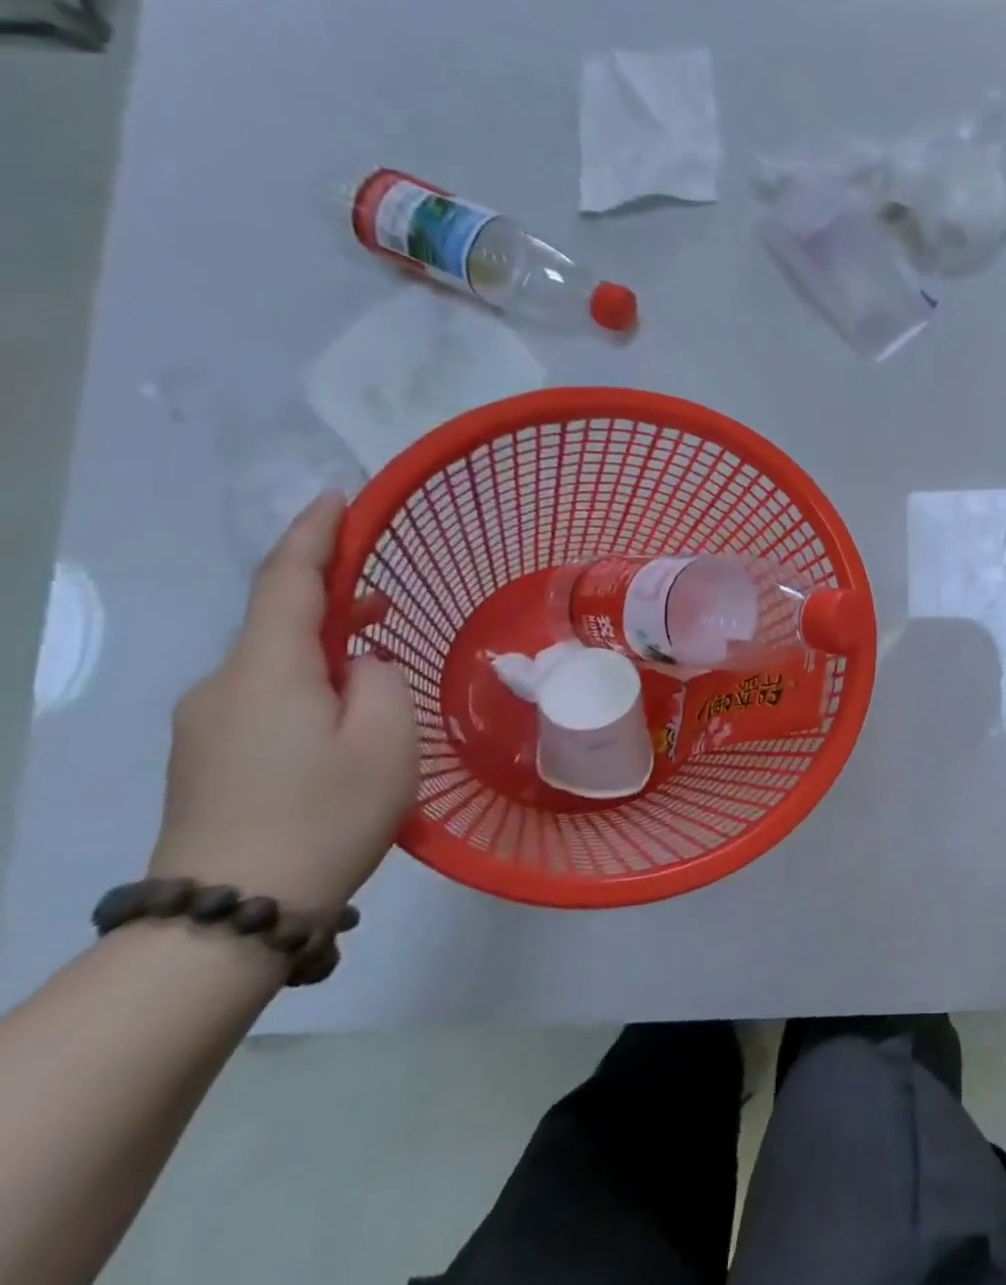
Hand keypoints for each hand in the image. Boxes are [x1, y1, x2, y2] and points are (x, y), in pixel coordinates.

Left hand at [151, 493, 417, 911]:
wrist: (231, 914)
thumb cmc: (326, 814)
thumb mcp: (386, 739)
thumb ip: (380, 681)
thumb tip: (358, 666)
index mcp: (266, 671)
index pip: (287, 582)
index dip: (314, 535)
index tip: (337, 499)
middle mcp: (221, 687)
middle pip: (279, 623)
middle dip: (333, 602)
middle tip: (391, 604)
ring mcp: (205, 725)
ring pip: (274, 665)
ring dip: (325, 653)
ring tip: (379, 672)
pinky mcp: (207, 758)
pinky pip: (264, 698)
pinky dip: (308, 687)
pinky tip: (345, 720)